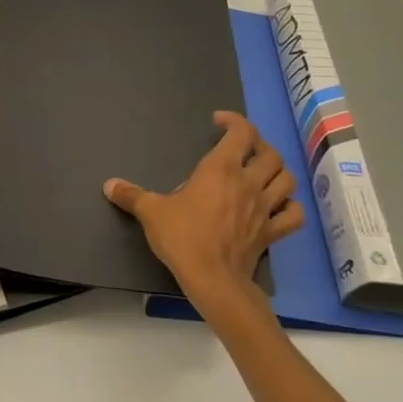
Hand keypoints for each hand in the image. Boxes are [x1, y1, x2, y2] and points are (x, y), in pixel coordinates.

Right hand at [103, 112, 303, 300]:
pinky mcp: (272, 233)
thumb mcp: (151, 212)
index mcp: (221, 169)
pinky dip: (290, 206)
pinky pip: (293, 215)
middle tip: (240, 147)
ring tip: (260, 171)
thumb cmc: (183, 238)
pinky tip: (278, 205)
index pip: (241, 133)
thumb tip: (109, 185)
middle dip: (258, 144)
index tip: (218, 122)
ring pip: (286, 179)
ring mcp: (265, 208)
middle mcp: (248, 183)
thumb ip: (132, 195)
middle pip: (270, 154)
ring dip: (277, 171)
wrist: (213, 280)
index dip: (234, 121)